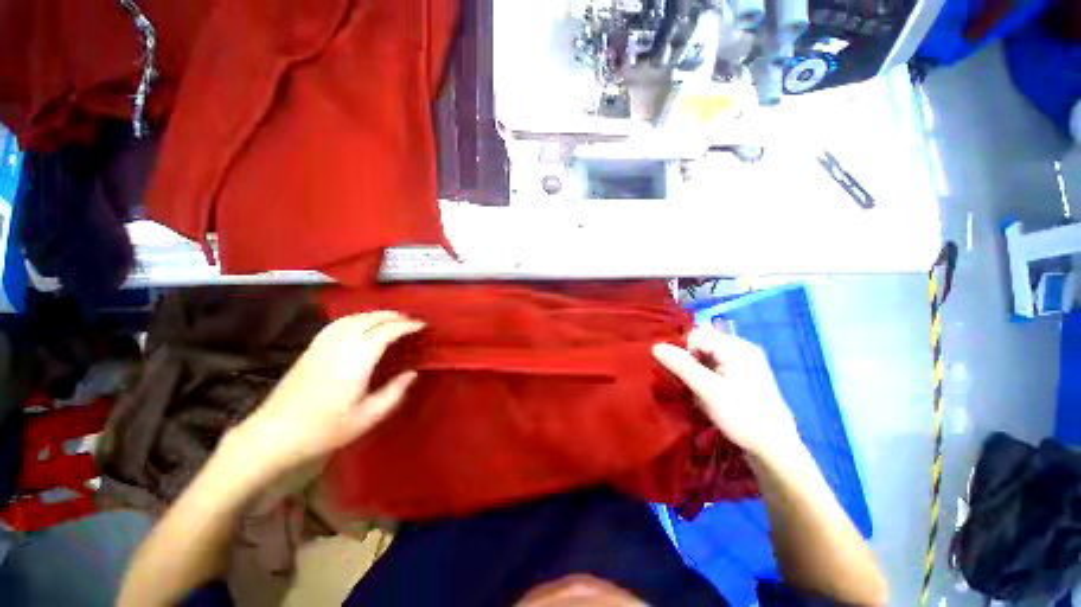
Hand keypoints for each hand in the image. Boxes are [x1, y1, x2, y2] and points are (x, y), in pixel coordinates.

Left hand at [227, 311, 423, 481]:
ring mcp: (321, 345)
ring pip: (352, 318)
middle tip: (410, 319)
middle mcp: (338, 346)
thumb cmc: (324, 429)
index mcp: (355, 361)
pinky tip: (360, 324)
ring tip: (391, 319)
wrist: (273, 435)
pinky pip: (338, 323)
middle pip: (369, 319)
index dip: (405, 326)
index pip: (385, 332)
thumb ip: (394, 393)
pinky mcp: (310, 349)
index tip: (421, 325)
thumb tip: (412, 373)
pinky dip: (356, 318)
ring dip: (375, 314)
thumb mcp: (367, 418)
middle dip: (393, 316)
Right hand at [653, 327, 799, 460]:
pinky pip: (717, 368)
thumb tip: (655, 346)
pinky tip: (708, 395)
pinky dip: (707, 378)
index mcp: (736, 347)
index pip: (697, 335)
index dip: (683, 350)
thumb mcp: (708, 390)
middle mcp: (742, 349)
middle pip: (703, 344)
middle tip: (689, 384)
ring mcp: (745, 364)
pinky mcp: (745, 377)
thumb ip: (681, 365)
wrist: (775, 450)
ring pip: (708, 357)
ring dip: (697, 371)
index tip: (682, 374)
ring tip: (698, 392)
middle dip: (690, 361)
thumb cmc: (742, 416)